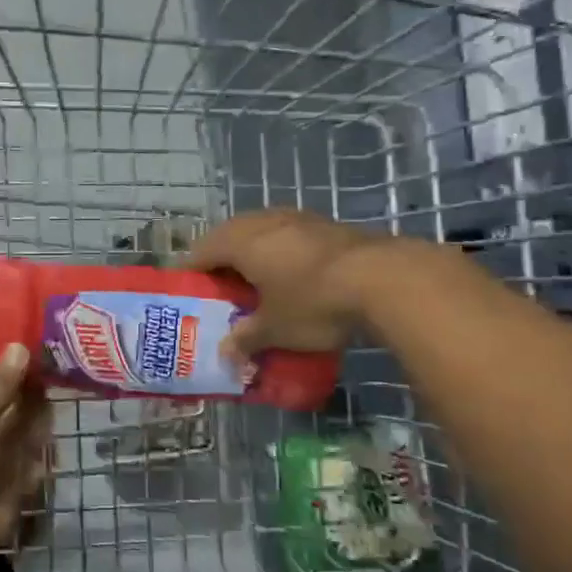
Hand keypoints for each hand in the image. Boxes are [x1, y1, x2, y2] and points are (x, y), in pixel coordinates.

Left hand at [0, 345, 53, 571]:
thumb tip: (18, 346)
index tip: (25, 334)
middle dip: (22, 383)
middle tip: (55, 358)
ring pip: (16, 426)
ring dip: (35, 412)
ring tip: (61, 387)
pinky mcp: (7, 480)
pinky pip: (28, 459)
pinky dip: (40, 450)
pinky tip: (55, 435)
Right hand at [182, 209, 412, 361]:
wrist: (383, 277)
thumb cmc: (313, 302)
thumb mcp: (276, 329)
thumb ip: (246, 339)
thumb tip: (226, 355)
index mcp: (237, 242)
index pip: (198, 253)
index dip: (189, 274)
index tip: (187, 293)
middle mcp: (260, 222)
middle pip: (226, 238)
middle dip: (220, 263)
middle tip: (221, 291)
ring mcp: (294, 217)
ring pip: (259, 232)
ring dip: (251, 254)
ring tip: (255, 282)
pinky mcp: (323, 222)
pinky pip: (286, 234)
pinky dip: (279, 252)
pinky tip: (291, 274)